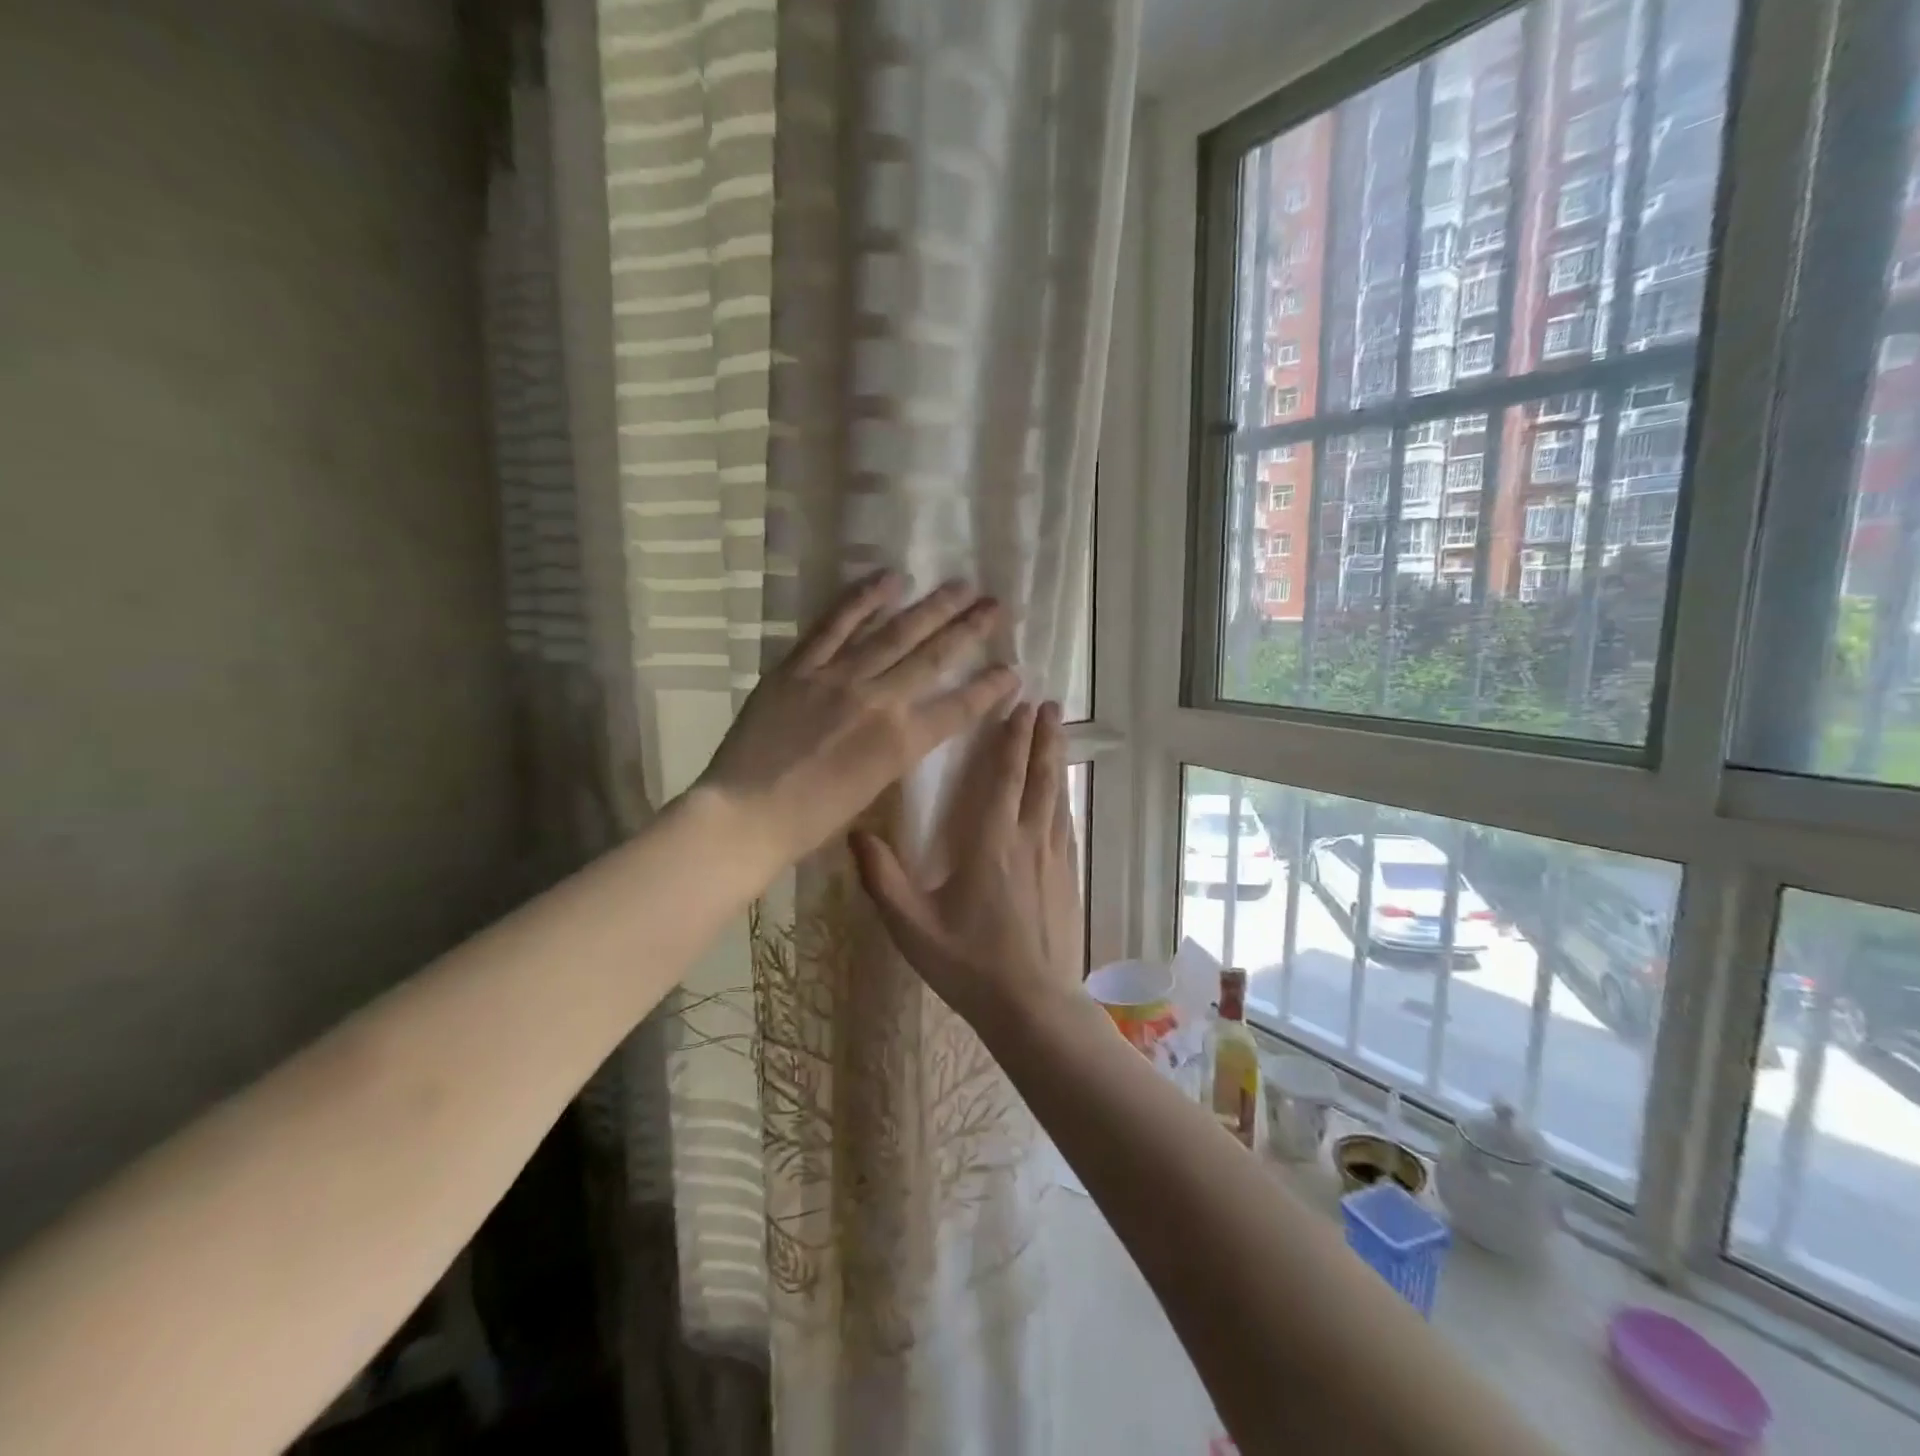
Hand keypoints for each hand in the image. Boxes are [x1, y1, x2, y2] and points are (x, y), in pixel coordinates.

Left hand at [695, 574, 1018, 870]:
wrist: (748, 813)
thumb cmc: (813, 819)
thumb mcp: (872, 789)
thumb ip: (896, 748)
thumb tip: (909, 719)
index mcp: (901, 741)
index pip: (959, 707)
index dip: (991, 687)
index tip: (1014, 669)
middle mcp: (880, 700)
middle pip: (935, 657)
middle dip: (970, 630)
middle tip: (996, 605)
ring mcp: (839, 677)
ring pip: (895, 632)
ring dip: (931, 607)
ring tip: (960, 584)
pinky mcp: (801, 665)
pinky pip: (836, 624)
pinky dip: (862, 599)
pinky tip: (889, 579)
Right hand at [850, 701, 1083, 1030]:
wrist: (1033, 1006)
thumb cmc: (970, 964)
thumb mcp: (913, 926)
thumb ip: (882, 879)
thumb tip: (856, 833)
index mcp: (991, 843)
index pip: (1005, 777)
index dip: (1013, 739)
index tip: (1021, 705)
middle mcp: (1029, 840)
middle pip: (1040, 777)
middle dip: (1044, 737)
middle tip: (1050, 704)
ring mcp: (1055, 859)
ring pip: (1058, 796)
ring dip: (1057, 760)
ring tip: (1059, 733)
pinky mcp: (1069, 878)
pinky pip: (1068, 824)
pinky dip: (1065, 797)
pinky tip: (1064, 794)